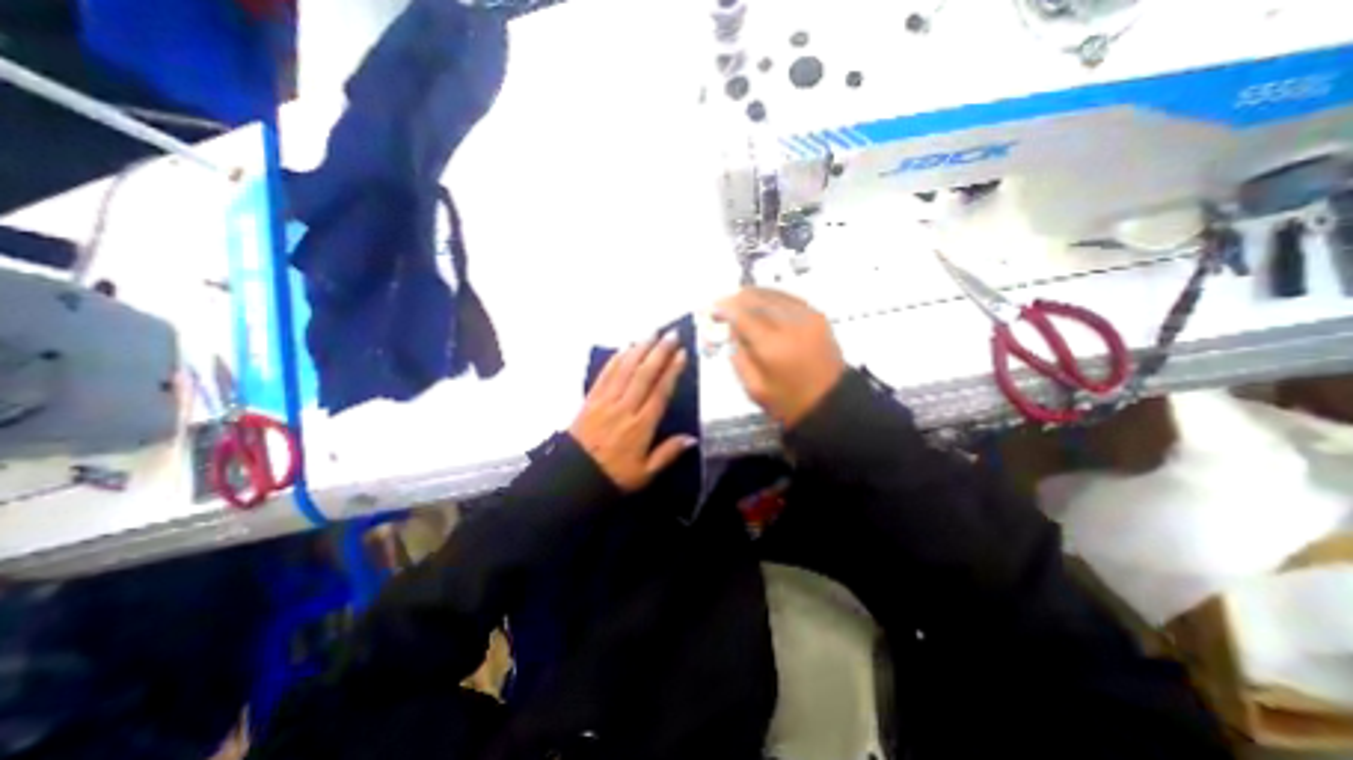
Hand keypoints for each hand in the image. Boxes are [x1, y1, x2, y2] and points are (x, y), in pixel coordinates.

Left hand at [567, 332, 695, 491]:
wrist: (573, 477)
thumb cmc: (613, 475)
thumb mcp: (645, 473)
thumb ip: (668, 454)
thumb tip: (692, 439)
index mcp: (640, 426)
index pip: (660, 392)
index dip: (671, 371)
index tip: (681, 354)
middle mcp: (624, 408)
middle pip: (644, 375)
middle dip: (659, 352)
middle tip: (671, 334)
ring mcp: (605, 401)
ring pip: (624, 370)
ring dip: (639, 349)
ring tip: (651, 333)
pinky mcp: (591, 399)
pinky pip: (605, 375)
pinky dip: (616, 359)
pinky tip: (624, 348)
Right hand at [712, 287, 841, 425]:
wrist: (830, 404)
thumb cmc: (788, 402)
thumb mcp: (754, 388)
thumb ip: (739, 357)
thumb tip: (732, 330)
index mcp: (771, 346)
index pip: (742, 315)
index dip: (725, 308)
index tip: (714, 307)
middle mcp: (789, 324)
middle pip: (757, 298)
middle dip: (737, 299)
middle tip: (725, 304)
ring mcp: (807, 317)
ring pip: (774, 294)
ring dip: (754, 295)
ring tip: (740, 300)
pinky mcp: (818, 316)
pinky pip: (790, 297)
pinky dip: (773, 296)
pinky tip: (764, 301)